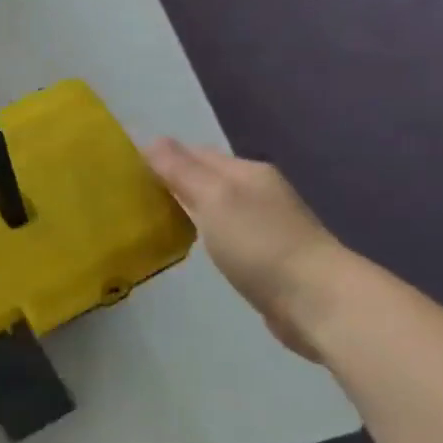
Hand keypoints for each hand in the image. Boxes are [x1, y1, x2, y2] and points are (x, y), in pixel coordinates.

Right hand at [143, 140, 348, 361]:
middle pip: (206, 178)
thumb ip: (181, 171)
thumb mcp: (214, 199)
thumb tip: (151, 140)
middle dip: (173, 181)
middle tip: (132, 195)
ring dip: (187, 207)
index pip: (194, 153)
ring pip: (215, 206)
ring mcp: (265, 224)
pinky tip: (189, 243)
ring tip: (152, 218)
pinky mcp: (265, 256)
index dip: (162, 158)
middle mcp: (257, 191)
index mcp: (246, 171)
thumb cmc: (260, 244)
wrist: (316, 301)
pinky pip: (224, 233)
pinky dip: (203, 232)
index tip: (125, 170)